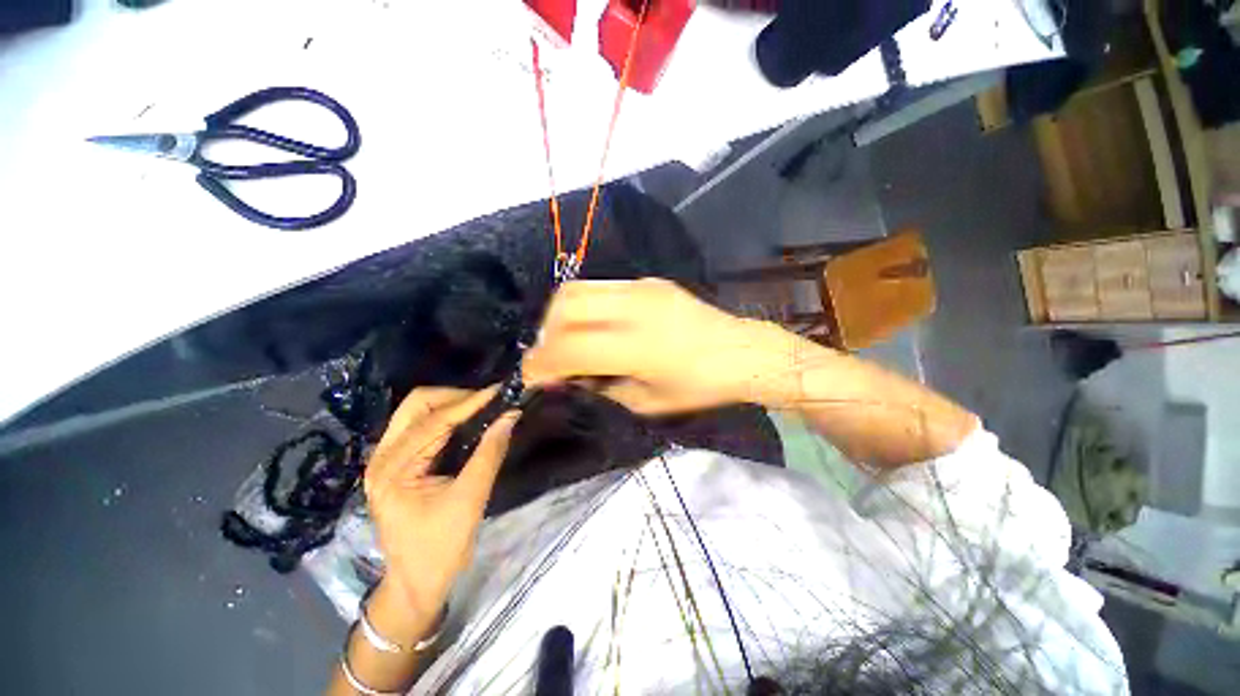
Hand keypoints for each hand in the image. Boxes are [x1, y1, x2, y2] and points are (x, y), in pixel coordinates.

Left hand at [362, 386, 517, 639]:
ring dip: (450, 404)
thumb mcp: (470, 500)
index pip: (434, 421)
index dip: (470, 403)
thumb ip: (489, 453)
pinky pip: (418, 425)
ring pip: (416, 411)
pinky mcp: (393, 463)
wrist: (414, 583)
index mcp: (394, 470)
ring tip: (482, 408)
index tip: (499, 391)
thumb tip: (510, 416)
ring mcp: (383, 459)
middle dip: (456, 397)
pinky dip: (444, 417)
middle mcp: (381, 458)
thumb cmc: (440, 548)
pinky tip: (466, 421)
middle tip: (489, 402)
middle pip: (416, 405)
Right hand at [523, 279, 790, 414]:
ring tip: (570, 339)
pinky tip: (598, 326)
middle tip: (554, 358)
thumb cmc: (700, 387)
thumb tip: (568, 378)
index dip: (541, 365)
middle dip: (547, 333)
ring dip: (562, 316)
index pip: (569, 348)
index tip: (532, 379)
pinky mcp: (649, 281)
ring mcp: (642, 287)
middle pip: (565, 305)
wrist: (741, 351)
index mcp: (638, 346)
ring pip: (578, 288)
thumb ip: (601, 388)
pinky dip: (586, 307)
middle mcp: (635, 307)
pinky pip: (602, 287)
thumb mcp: (648, 403)